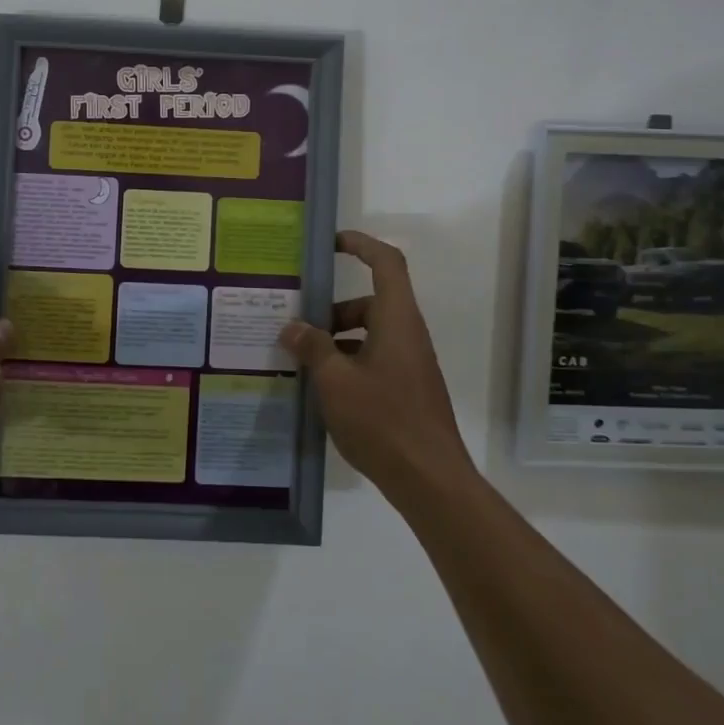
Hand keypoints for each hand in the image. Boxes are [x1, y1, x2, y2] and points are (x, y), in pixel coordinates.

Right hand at [279, 231, 473, 497]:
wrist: (430, 481)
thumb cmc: (383, 421)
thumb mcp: (335, 381)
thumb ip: (312, 348)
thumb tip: (292, 327)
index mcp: (396, 320)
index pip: (385, 263)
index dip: (361, 244)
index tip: (330, 243)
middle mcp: (406, 334)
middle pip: (368, 303)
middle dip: (330, 309)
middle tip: (293, 325)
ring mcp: (409, 363)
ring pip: (368, 334)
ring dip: (334, 340)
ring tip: (298, 360)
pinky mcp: (406, 389)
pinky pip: (372, 360)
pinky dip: (346, 363)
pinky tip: (319, 389)